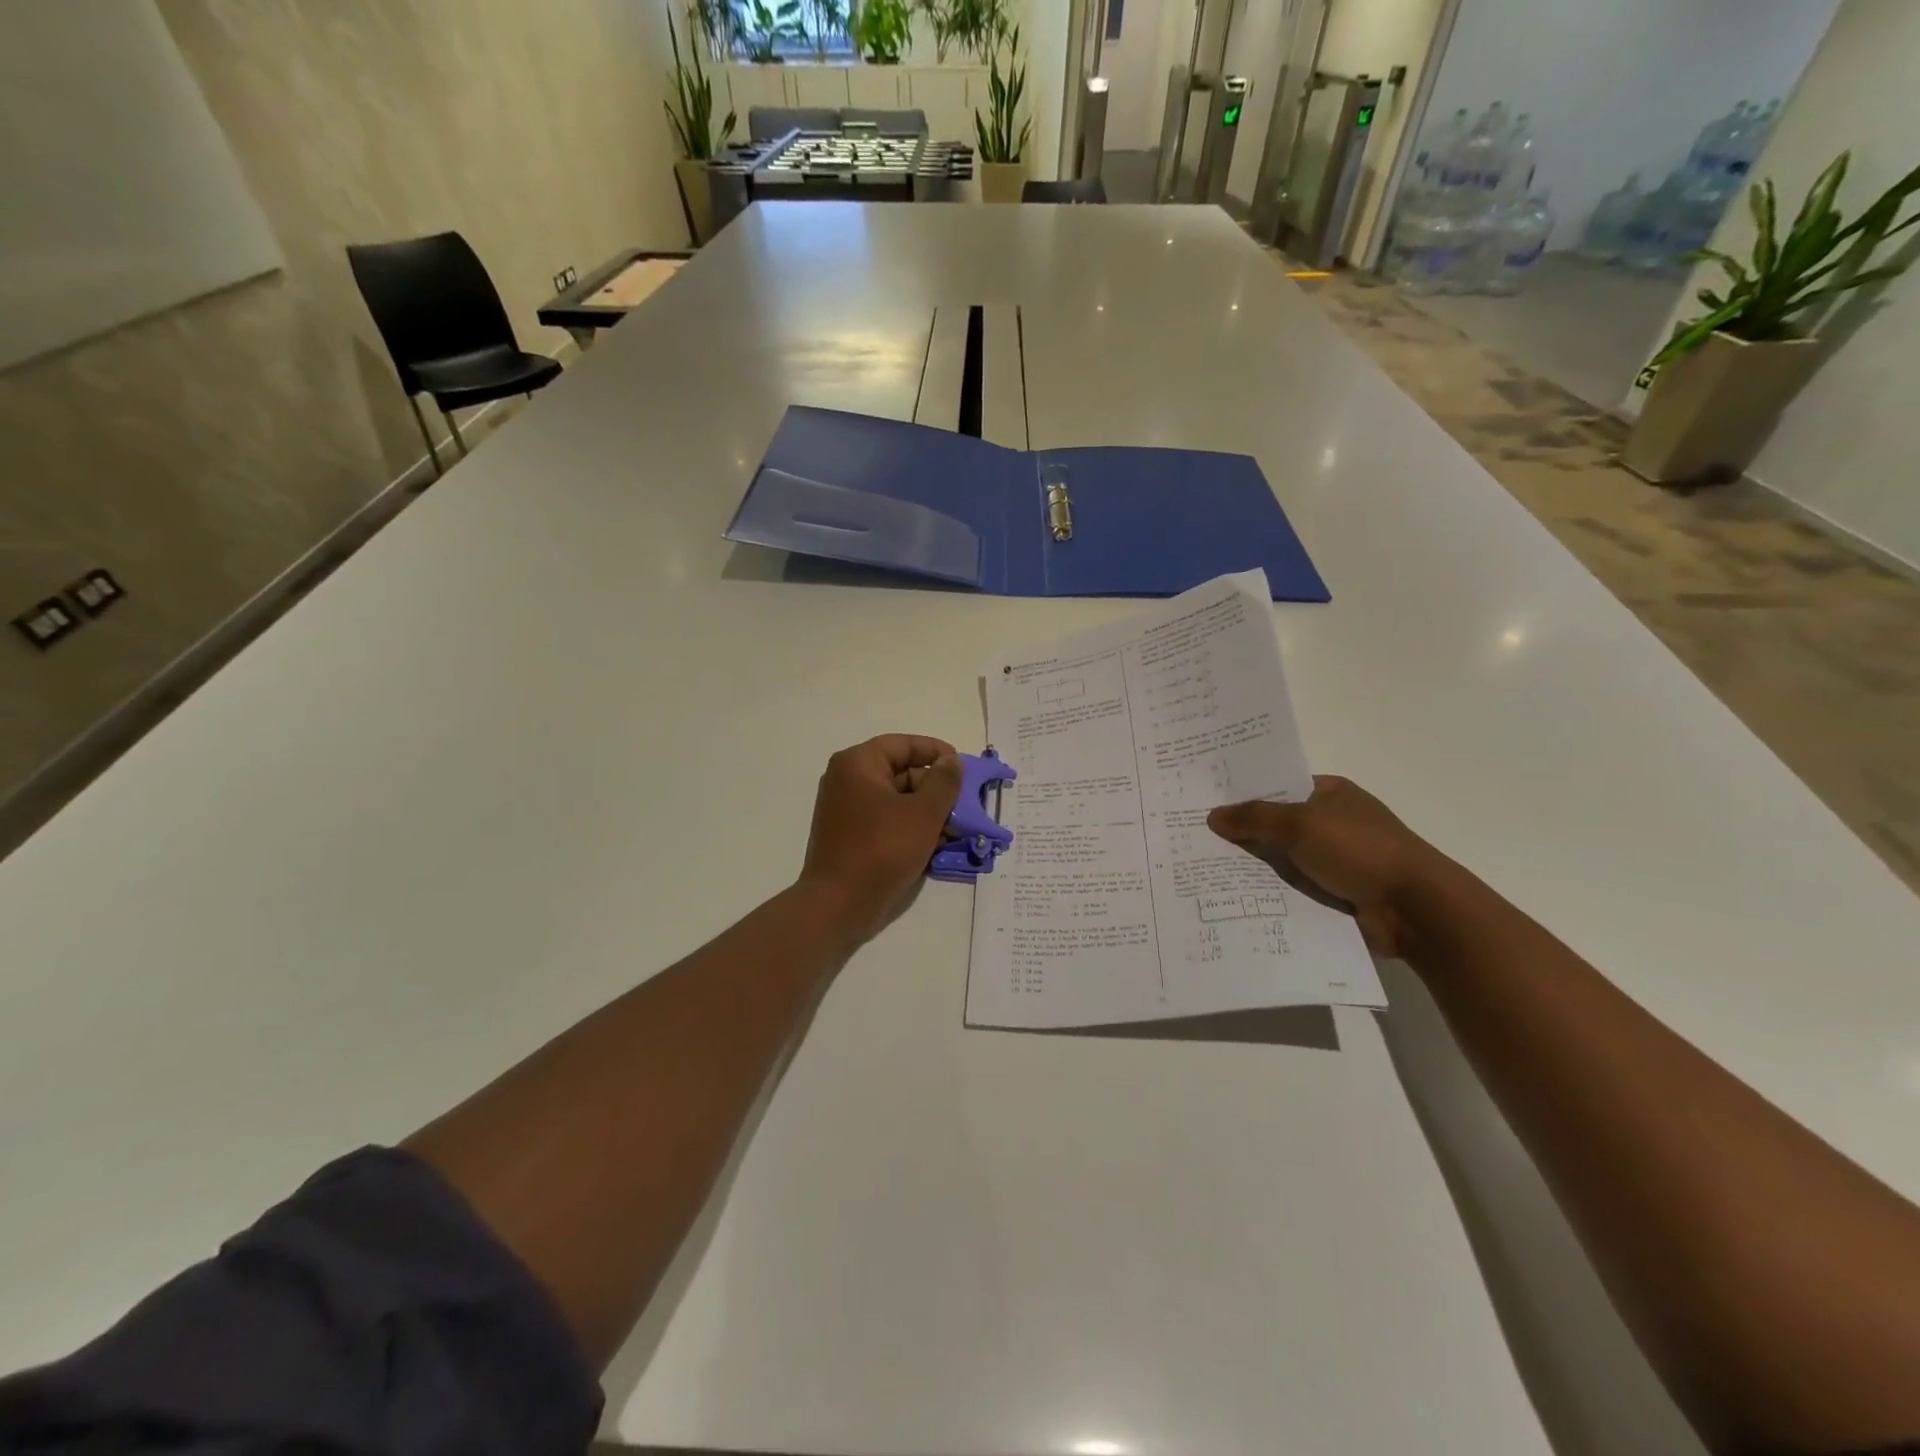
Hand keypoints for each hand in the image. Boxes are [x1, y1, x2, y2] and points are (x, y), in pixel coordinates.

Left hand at [799, 734, 963, 946]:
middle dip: (935, 788)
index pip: (903, 744)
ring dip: (926, 810)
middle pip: (900, 771)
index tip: (962, 768)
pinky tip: (935, 845)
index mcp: (858, 763)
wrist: (839, 904)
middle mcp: (847, 780)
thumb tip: (951, 762)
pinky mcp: (849, 835)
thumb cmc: (882, 849)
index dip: (935, 752)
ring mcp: (845, 809)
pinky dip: (910, 826)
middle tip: (964, 805)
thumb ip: (944, 782)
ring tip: (955, 829)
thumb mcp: (924, 813)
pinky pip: (885, 820)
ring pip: (896, 799)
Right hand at [1206, 776, 1448, 958]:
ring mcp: (1334, 860)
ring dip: (1252, 868)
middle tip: (1192, 837)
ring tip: (1201, 871)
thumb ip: (1255, 818)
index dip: (1244, 793)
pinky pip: (1291, 890)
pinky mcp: (1334, 894)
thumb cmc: (1359, 850)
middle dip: (1241, 833)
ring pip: (1281, 860)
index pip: (1278, 787)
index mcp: (1330, 794)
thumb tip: (1214, 815)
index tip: (1204, 801)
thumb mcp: (1301, 824)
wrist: (1414, 909)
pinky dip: (1269, 895)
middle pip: (1276, 825)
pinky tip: (1232, 898)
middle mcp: (1331, 823)